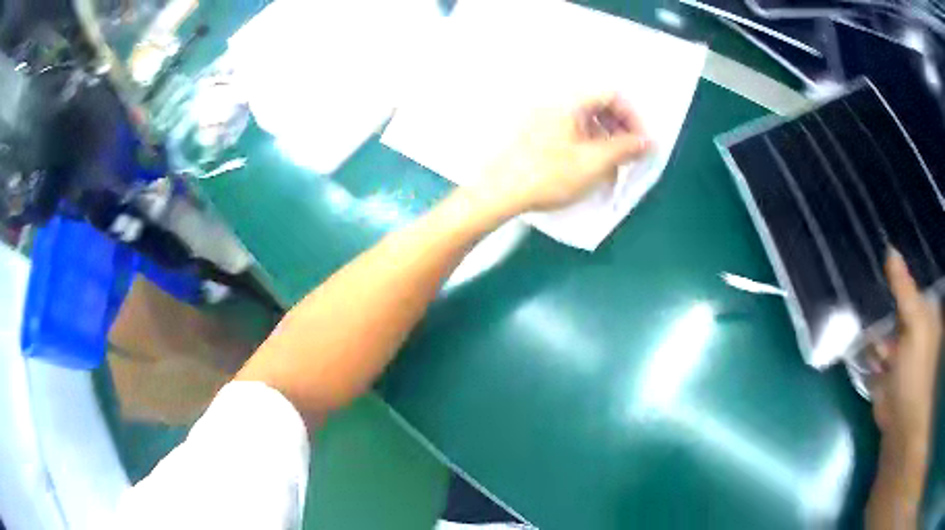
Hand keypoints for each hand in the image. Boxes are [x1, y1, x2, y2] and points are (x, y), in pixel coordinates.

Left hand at [467, 93, 651, 217]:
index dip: (632, 116)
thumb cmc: (547, 175)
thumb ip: (625, 148)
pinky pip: (569, 131)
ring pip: (584, 120)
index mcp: (570, 102)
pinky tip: (587, 167)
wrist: (498, 192)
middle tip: (628, 154)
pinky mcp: (533, 133)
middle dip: (619, 128)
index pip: (612, 94)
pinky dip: (586, 144)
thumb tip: (648, 141)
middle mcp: (555, 103)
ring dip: (604, 138)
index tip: (641, 141)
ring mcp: (542, 117)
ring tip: (610, 165)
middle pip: (598, 105)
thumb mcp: (594, 163)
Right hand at [871, 249, 942, 452]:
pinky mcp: (887, 373)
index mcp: (926, 314)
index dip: (901, 273)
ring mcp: (901, 353)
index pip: (914, 284)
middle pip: (899, 304)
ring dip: (876, 324)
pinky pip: (877, 350)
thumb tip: (890, 250)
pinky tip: (861, 340)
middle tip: (868, 283)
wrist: (901, 424)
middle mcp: (916, 330)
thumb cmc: (915, 371)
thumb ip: (904, 289)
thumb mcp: (914, 324)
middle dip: (886, 298)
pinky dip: (870, 347)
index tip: (882, 259)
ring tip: (864, 316)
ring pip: (887, 327)